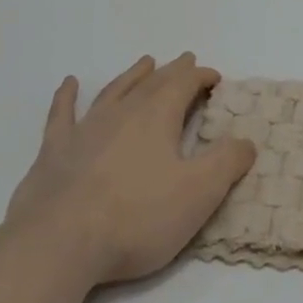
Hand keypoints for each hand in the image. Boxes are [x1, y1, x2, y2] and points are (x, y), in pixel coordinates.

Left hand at [0, 53, 256, 286]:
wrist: (60, 242)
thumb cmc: (136, 217)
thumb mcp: (197, 194)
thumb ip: (226, 163)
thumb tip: (247, 140)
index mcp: (158, 116)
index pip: (186, 83)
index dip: (202, 77)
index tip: (216, 78)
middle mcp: (123, 111)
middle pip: (153, 82)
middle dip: (173, 71)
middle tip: (185, 60)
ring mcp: (86, 128)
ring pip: (114, 90)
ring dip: (132, 75)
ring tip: (145, 62)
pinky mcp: (55, 151)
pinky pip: (62, 115)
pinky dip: (66, 97)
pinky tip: (69, 84)